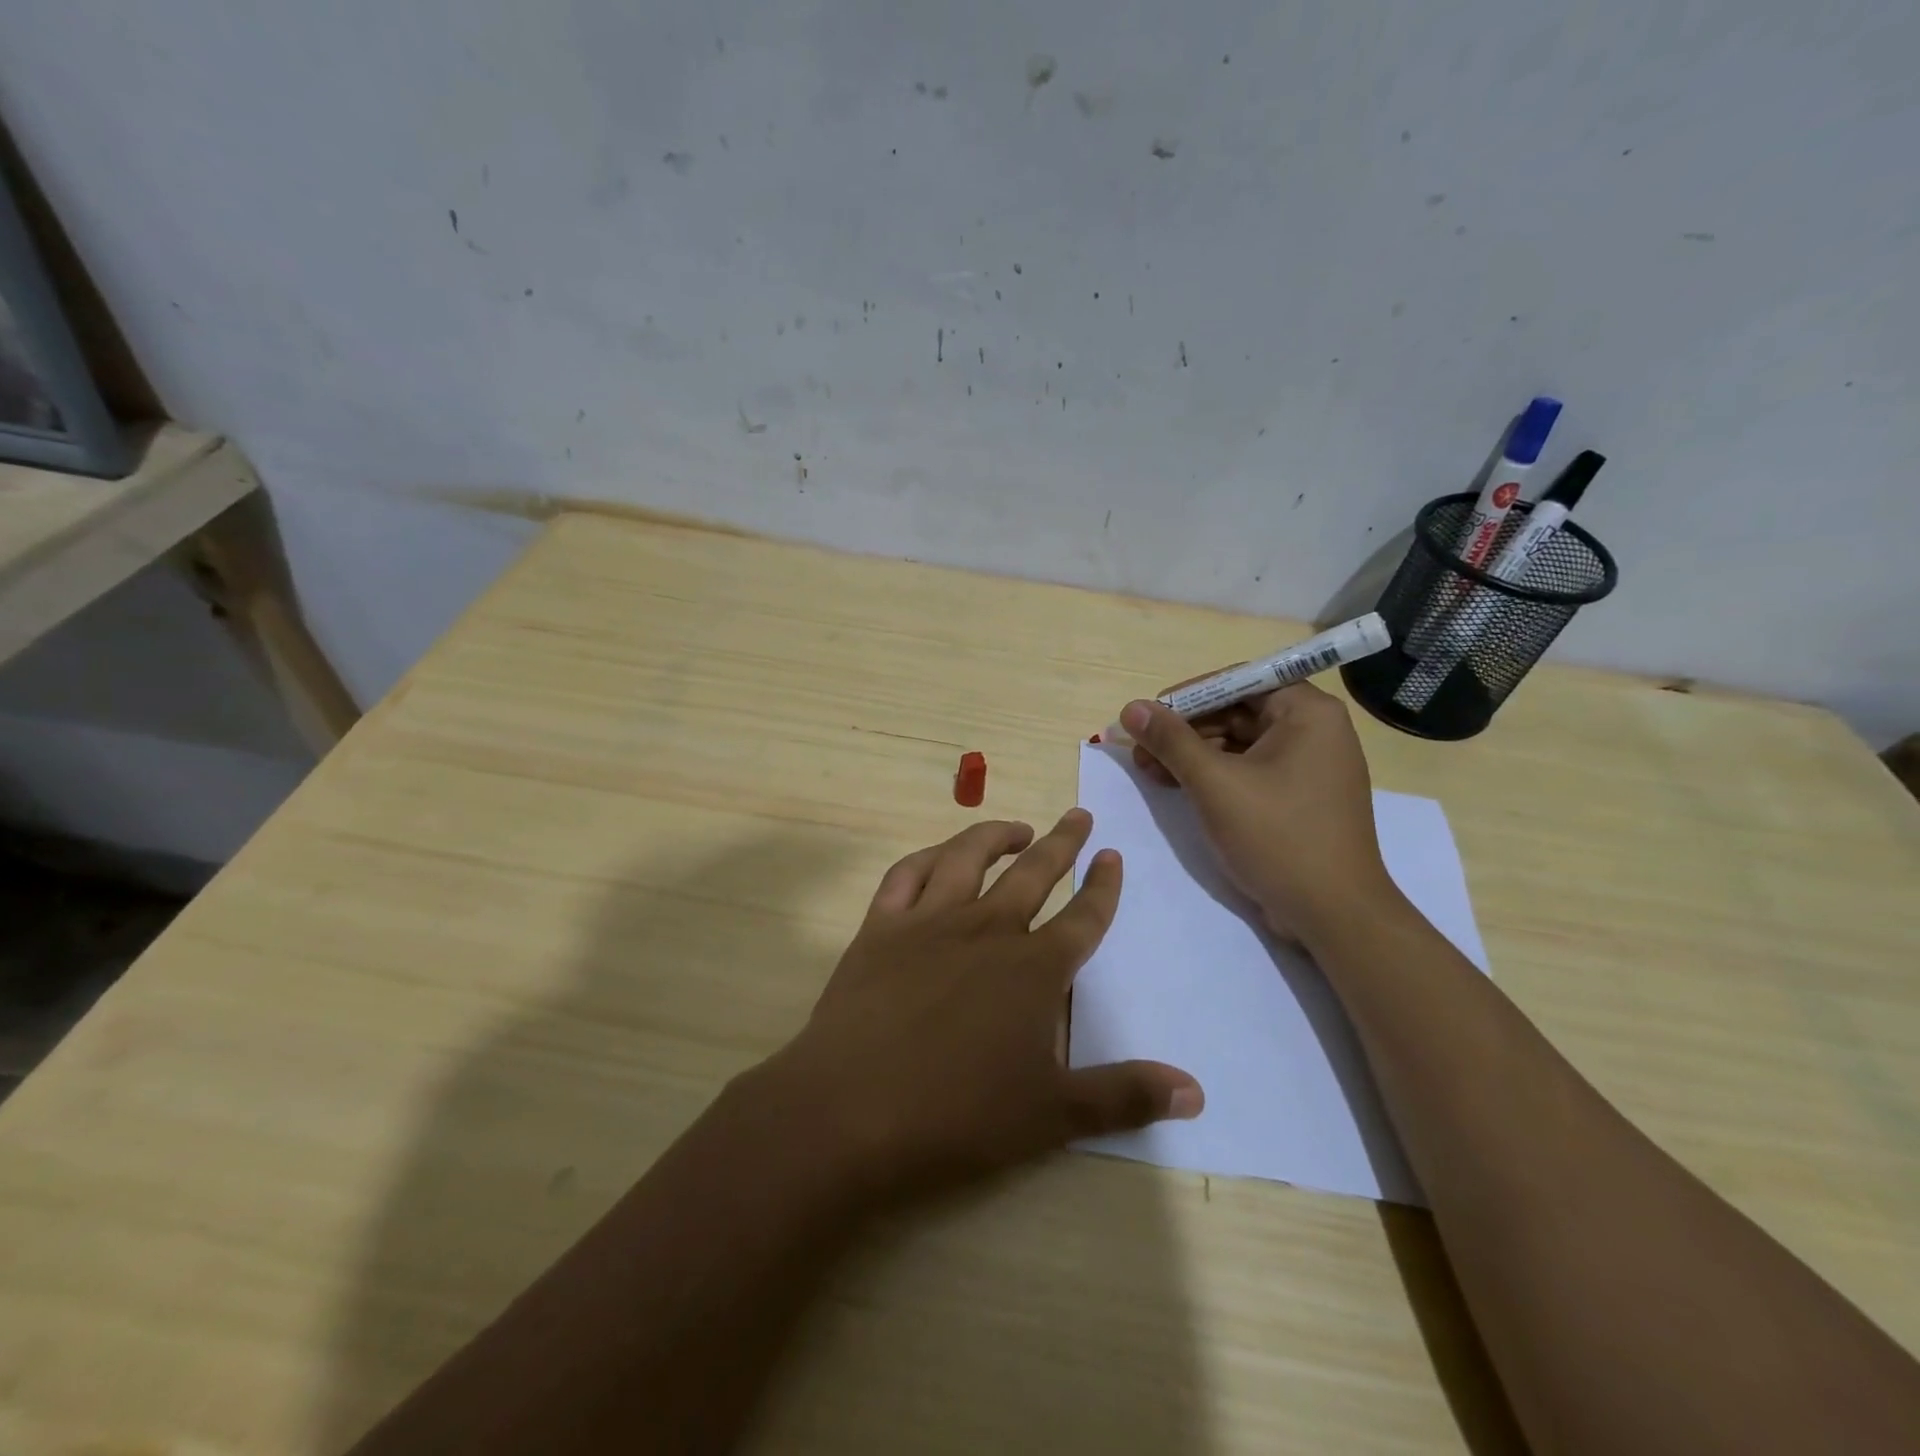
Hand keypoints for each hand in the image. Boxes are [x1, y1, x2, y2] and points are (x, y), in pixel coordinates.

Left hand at [751, 810, 1201, 1206]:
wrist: (852, 1109)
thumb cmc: (959, 1114)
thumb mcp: (1053, 1114)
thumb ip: (1125, 1096)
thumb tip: (1197, 1092)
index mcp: (1034, 969)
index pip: (1083, 917)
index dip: (1103, 886)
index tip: (1112, 856)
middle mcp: (987, 929)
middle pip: (1034, 872)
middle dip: (1062, 842)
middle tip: (1079, 815)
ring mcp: (930, 921)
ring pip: (968, 858)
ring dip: (995, 834)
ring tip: (1016, 827)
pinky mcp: (881, 926)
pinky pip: (907, 874)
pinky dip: (927, 857)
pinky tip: (939, 857)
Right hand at [1121, 683, 1399, 944]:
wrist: (1333, 914)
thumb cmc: (1278, 837)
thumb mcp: (1215, 784)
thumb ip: (1171, 741)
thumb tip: (1131, 708)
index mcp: (1307, 712)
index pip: (1239, 681)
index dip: (1189, 696)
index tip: (1149, 715)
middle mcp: (1314, 730)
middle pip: (1236, 711)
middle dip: (1185, 730)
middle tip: (1141, 749)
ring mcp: (1308, 766)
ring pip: (1239, 743)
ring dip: (1192, 754)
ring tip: (1149, 771)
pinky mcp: (1298, 797)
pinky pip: (1249, 770)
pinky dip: (1214, 776)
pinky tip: (1177, 787)